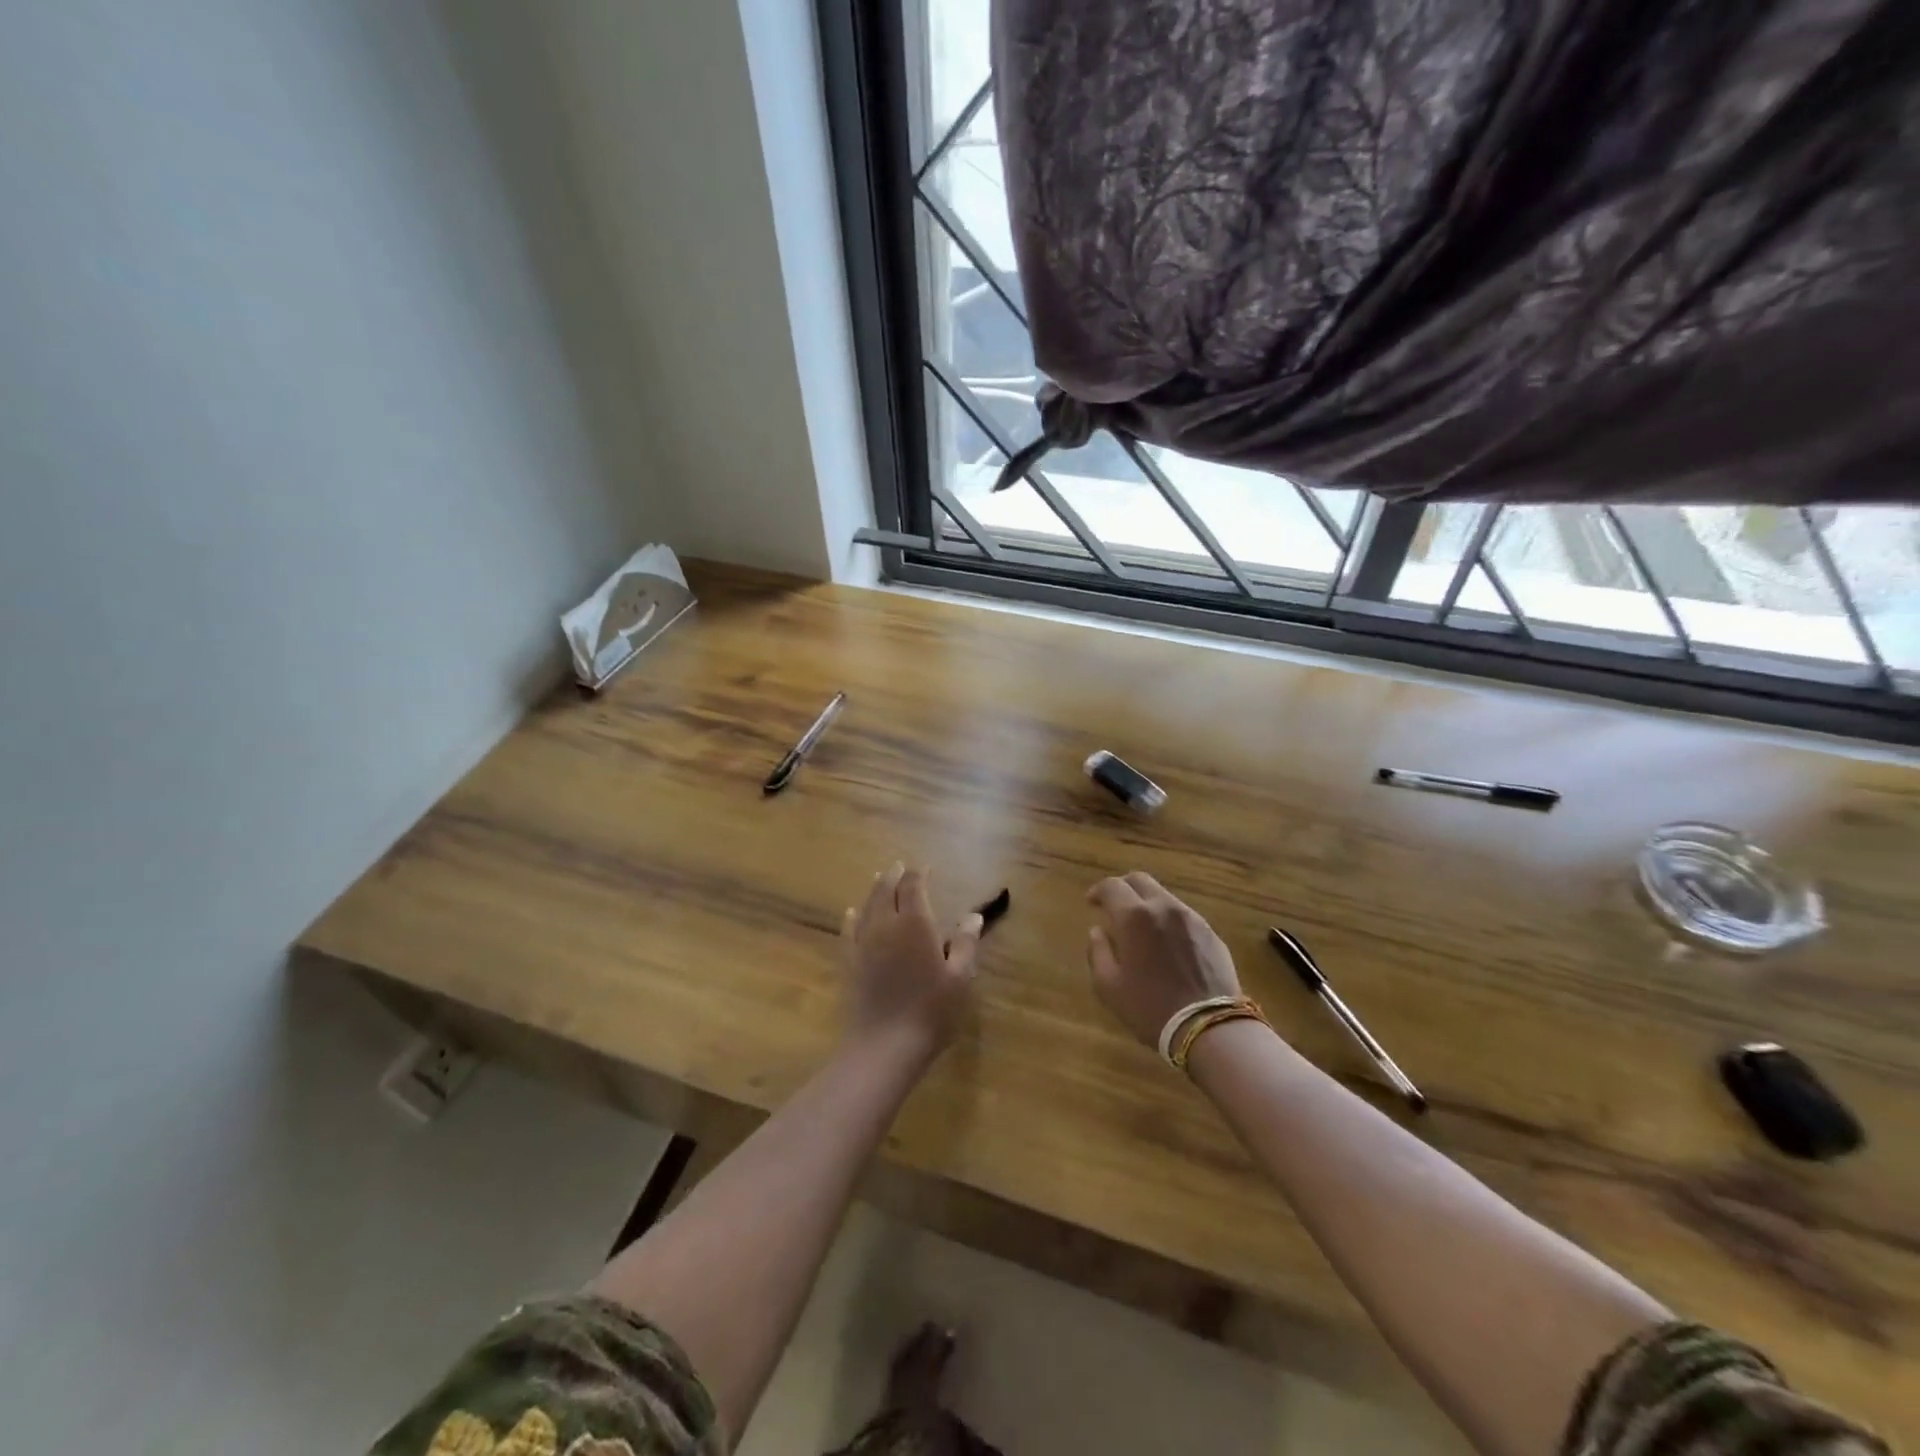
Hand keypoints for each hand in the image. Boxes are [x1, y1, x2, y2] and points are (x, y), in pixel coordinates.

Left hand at [841, 863, 981, 1061]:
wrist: (884, 1046)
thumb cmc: (930, 1011)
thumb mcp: (960, 979)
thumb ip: (966, 944)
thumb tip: (973, 917)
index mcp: (916, 924)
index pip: (913, 886)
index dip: (919, 874)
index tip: (926, 868)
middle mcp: (886, 925)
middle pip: (886, 890)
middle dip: (895, 875)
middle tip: (901, 867)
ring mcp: (864, 943)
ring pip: (867, 906)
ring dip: (875, 890)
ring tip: (880, 879)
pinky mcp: (849, 962)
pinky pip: (848, 930)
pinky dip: (852, 916)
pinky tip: (851, 912)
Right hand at [1086, 872, 1241, 1048]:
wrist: (1209, 1027)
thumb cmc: (1150, 1008)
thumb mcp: (1109, 986)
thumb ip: (1098, 952)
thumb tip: (1097, 931)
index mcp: (1134, 916)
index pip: (1111, 886)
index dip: (1098, 891)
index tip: (1091, 903)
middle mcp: (1163, 907)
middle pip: (1140, 880)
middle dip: (1123, 888)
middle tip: (1115, 906)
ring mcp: (1191, 918)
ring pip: (1164, 896)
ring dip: (1147, 903)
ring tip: (1142, 927)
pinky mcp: (1211, 933)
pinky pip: (1183, 916)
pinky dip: (1168, 920)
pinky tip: (1167, 944)